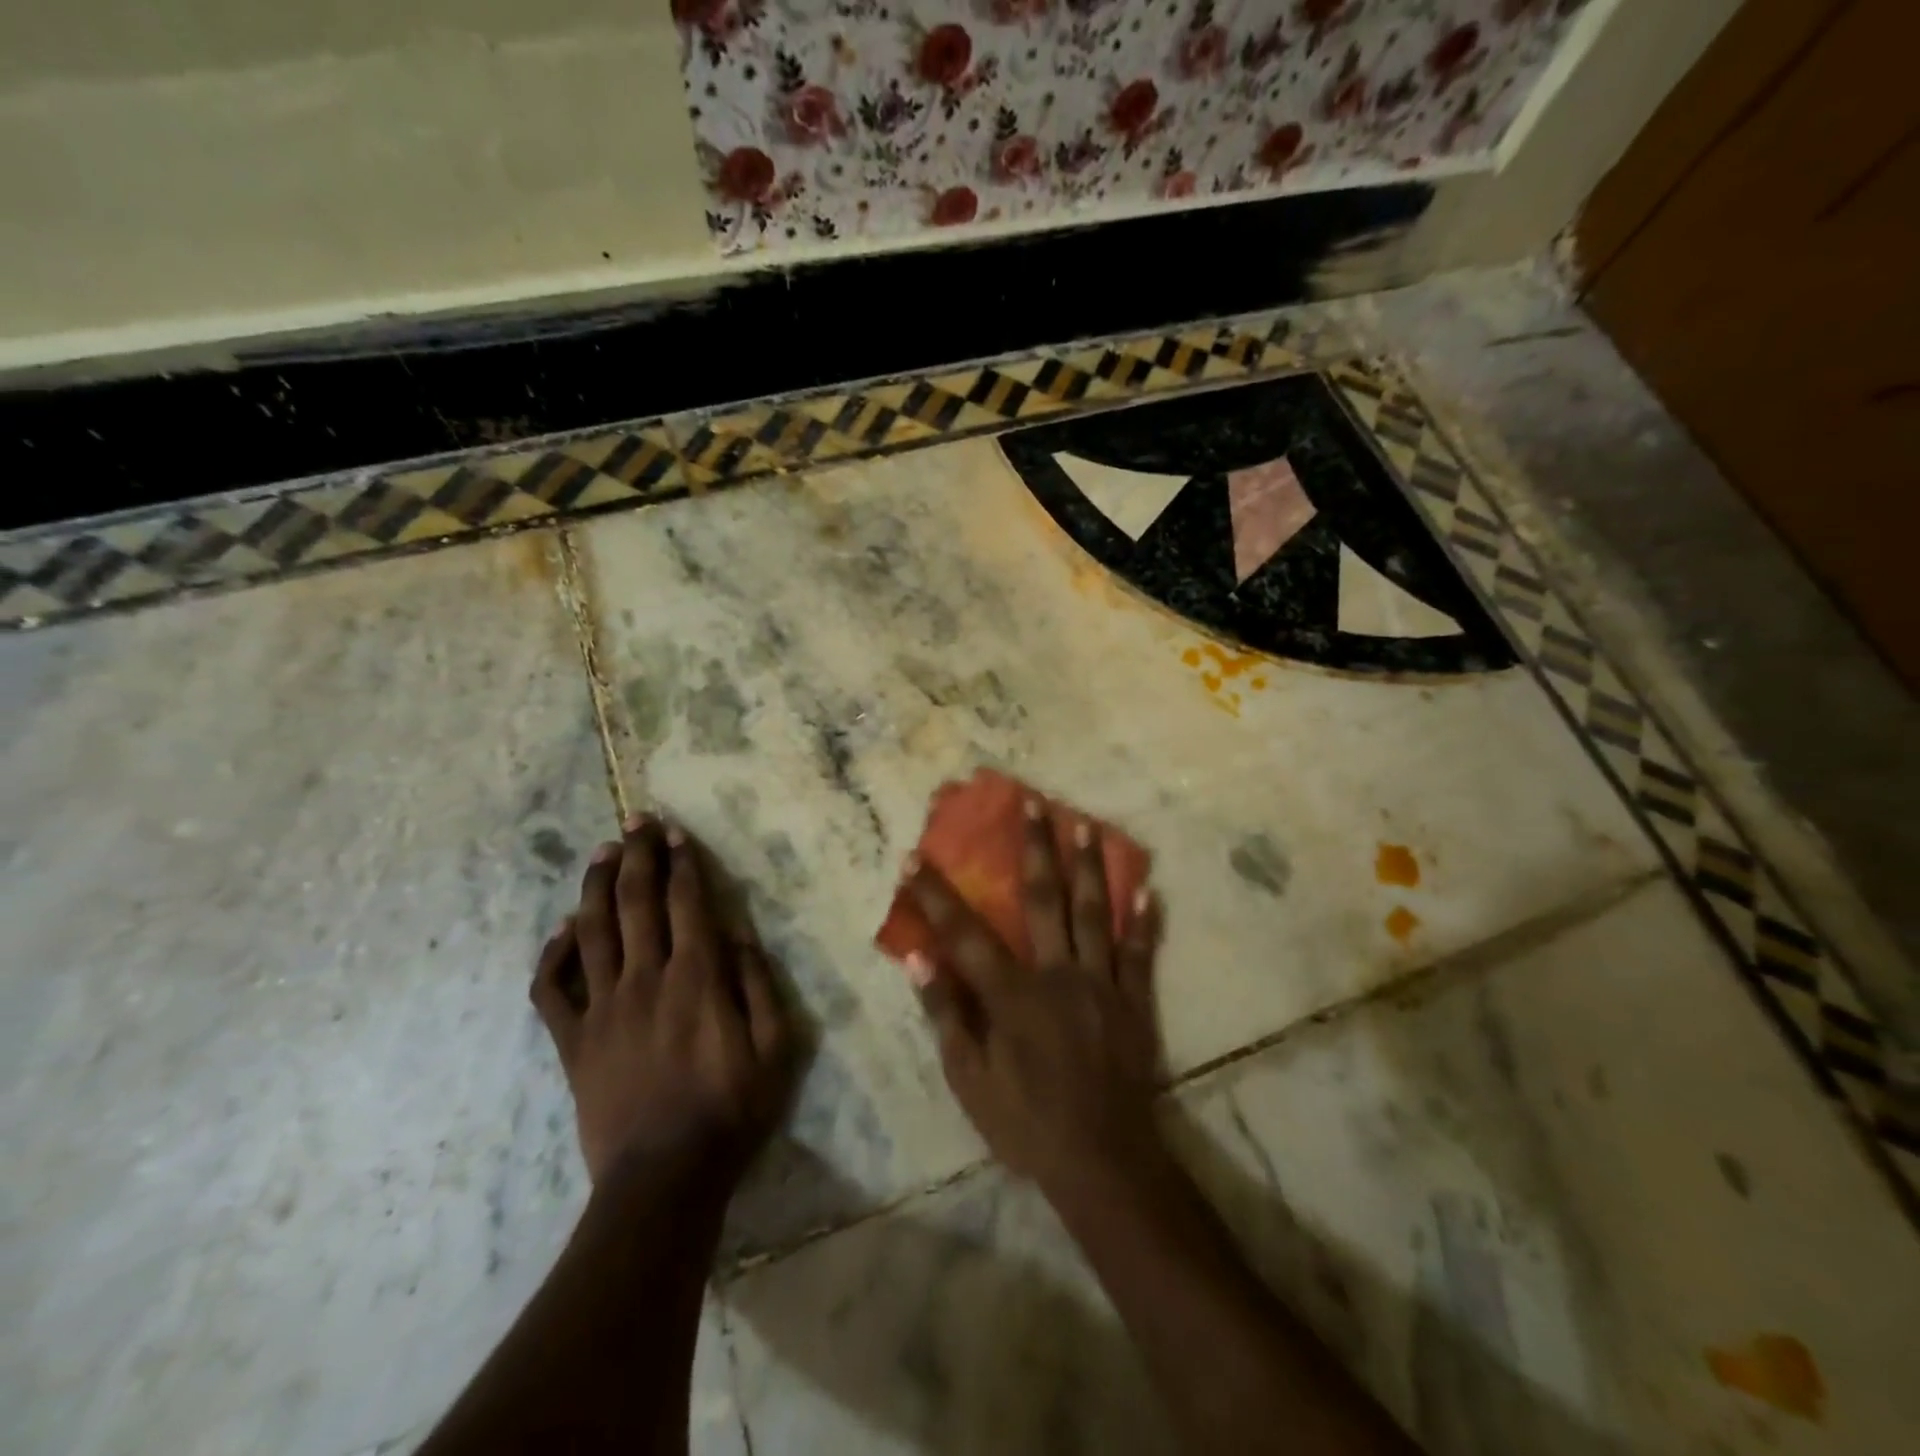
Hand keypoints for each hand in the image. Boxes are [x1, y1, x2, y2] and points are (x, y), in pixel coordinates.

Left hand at [530, 815, 793, 1185]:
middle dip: (637, 857)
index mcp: (697, 979)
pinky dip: (553, 956)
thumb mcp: (775, 1048)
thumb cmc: (731, 1110)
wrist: (664, 1180)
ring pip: (592, 933)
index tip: (675, 833)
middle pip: (637, 903)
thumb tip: (740, 933)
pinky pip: (551, 991)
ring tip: (600, 853)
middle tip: (634, 822)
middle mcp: (646, 980)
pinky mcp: (574, 1042)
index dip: (682, 863)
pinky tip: (563, 931)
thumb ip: (758, 984)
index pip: (687, 903)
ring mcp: (603, 1009)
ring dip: (596, 887)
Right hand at [902, 799, 1165, 1200]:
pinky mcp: (1136, 1001)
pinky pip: (1141, 953)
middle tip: (1033, 803)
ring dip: (1090, 866)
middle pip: (1045, 900)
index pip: (966, 934)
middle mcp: (1059, 975)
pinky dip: (1144, 920)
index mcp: (1013, 995)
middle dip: (1035, 849)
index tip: (915, 858)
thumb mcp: (970, 1081)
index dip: (937, 895)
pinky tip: (1147, 887)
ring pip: (1094, 913)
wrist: (1103, 1161)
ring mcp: (1103, 984)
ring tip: (1086, 824)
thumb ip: (947, 1016)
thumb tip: (920, 960)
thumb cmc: (1027, 1124)